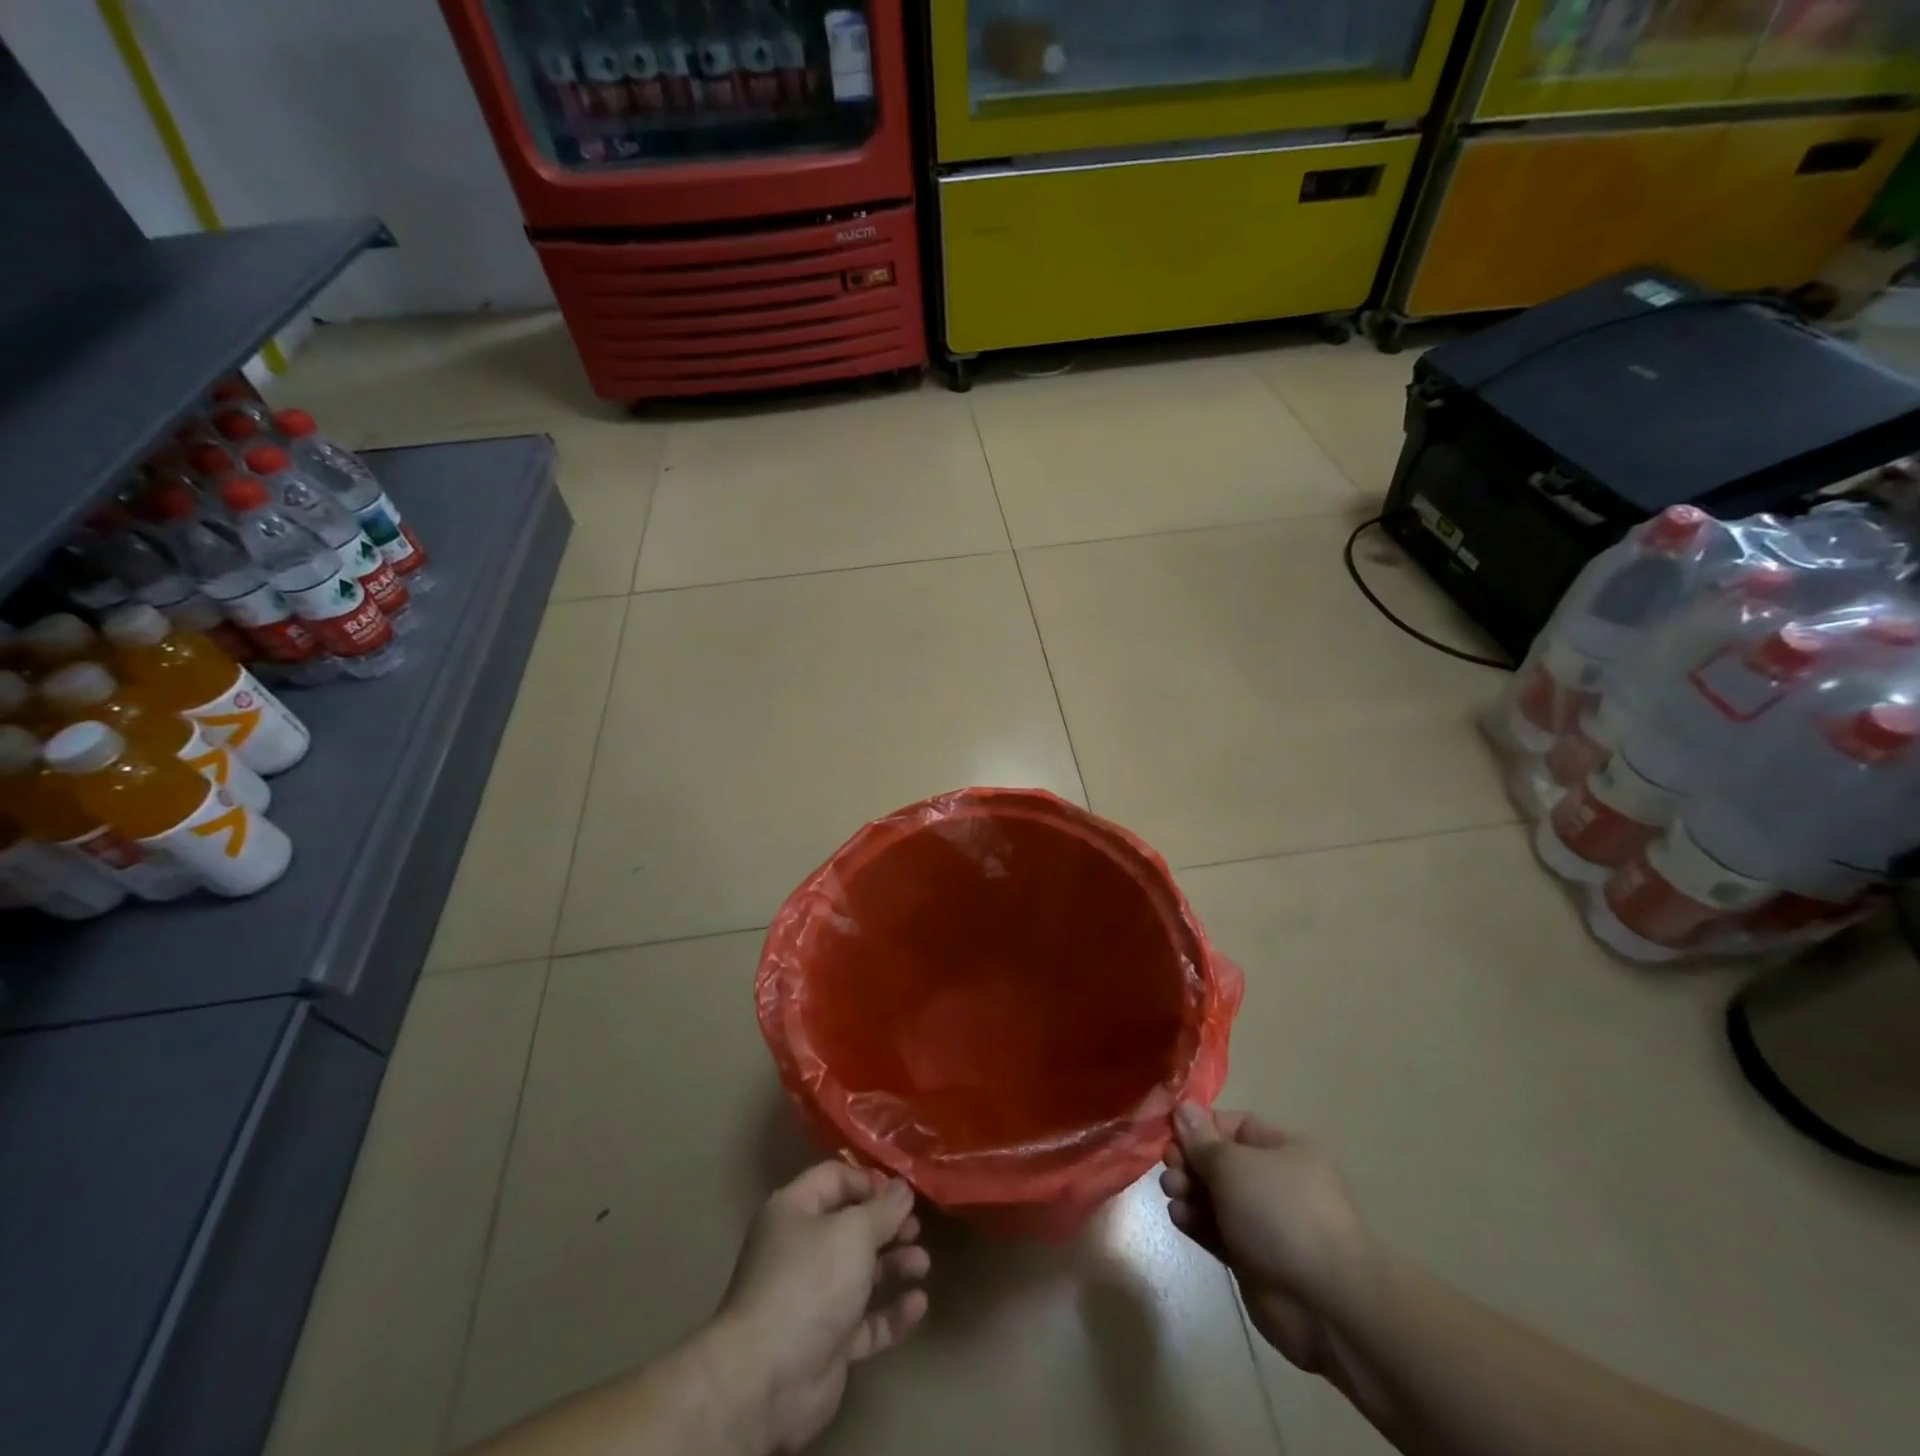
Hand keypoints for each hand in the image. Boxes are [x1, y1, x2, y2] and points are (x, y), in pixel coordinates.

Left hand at [714, 1163, 929, 1453]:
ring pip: (860, 1273)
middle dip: (887, 1227)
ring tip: (923, 1265)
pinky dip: (891, 1312)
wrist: (769, 1378)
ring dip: (894, 1266)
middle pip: (850, 1227)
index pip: (834, 1179)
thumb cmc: (810, 1281)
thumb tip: (902, 1188)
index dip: (869, 1182)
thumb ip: (883, 1209)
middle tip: (917, 1229)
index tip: (902, 1193)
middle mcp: (800, 1249)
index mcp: (794, 1211)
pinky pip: (865, 1320)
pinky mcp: (826, 1342)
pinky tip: (918, 1305)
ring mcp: (812, 1298)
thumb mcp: (853, 1232)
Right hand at [1160, 1104, 1373, 1377]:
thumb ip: (1201, 1139)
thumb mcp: (1233, 1164)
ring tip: (1172, 1193)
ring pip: (1215, 1196)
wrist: (1325, 1304)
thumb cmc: (1279, 1213)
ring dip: (1188, 1191)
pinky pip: (1217, 1230)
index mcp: (1283, 1150)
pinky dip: (1197, 1221)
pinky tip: (1179, 1218)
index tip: (1169, 1133)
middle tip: (1169, 1168)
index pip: (1233, 1125)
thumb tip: (1182, 1108)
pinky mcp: (1253, 1259)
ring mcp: (1265, 1223)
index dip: (1199, 1127)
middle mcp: (1275, 1182)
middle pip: (1220, 1161)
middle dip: (1190, 1161)